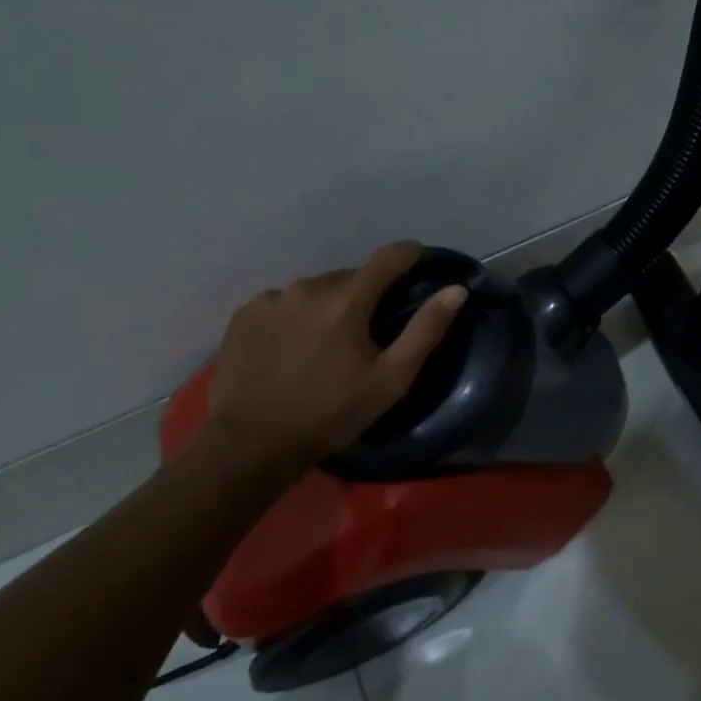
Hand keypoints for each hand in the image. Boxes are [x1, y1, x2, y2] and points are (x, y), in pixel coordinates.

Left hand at [204, 242, 466, 474]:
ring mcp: (270, 299)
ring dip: (329, 306)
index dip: (409, 255)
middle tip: (369, 331)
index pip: (388, 257)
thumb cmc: (331, 414)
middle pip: (350, 277)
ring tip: (327, 344)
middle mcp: (307, 287)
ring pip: (316, 290)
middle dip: (365, 295)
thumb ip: (426, 330)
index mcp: (346, 300)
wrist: (251, 445)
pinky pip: (283, 304)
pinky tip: (293, 349)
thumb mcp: (391, 380)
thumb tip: (456, 290)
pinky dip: (296, 317)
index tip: (419, 261)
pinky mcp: (243, 315)